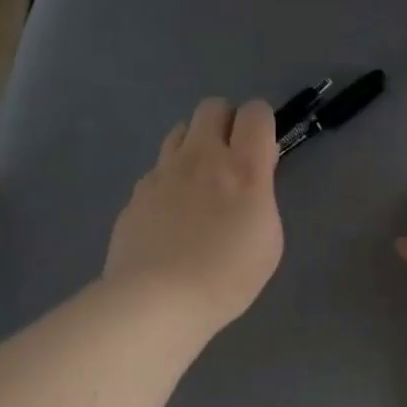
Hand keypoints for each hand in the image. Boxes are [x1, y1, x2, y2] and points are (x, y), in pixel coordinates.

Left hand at [104, 97, 283, 335]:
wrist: (159, 299)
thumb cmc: (228, 276)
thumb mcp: (269, 240)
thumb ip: (261, 199)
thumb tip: (249, 183)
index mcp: (244, 168)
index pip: (255, 113)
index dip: (262, 124)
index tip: (263, 150)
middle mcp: (203, 157)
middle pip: (212, 107)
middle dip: (226, 123)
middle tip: (232, 158)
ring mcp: (164, 172)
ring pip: (180, 131)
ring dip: (195, 145)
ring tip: (200, 181)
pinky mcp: (137, 192)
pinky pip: (158, 168)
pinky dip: (170, 178)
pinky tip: (172, 212)